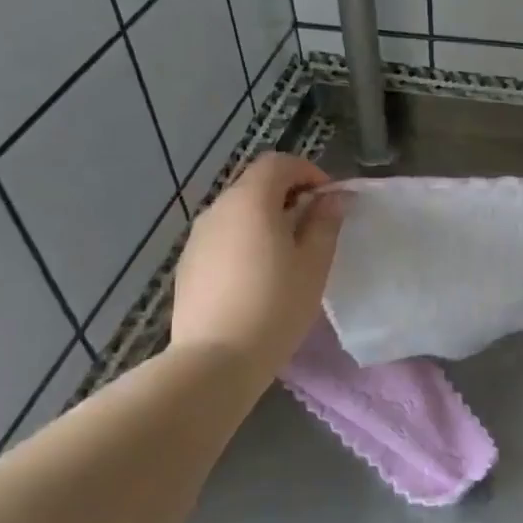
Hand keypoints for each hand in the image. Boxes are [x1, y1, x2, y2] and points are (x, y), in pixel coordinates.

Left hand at [168, 153, 343, 378]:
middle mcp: (218, 209)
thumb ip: (325, 223)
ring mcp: (197, 237)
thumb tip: (335, 197)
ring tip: (287, 254)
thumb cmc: (276, 306)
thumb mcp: (314, 264)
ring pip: (237, 212)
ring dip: (265, 219)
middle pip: (255, 184)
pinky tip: (257, 277)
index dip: (308, 172)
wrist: (215, 360)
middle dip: (288, 195)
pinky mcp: (187, 264)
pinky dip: (244, 241)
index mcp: (251, 201)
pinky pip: (222, 238)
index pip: (278, 163)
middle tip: (314, 226)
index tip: (329, 199)